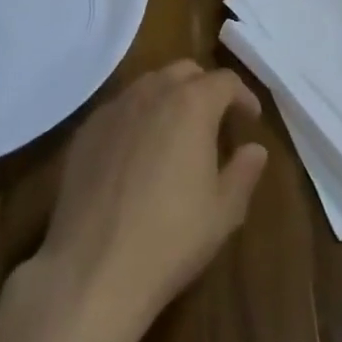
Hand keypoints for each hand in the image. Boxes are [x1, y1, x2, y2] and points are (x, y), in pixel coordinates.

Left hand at [31, 61, 266, 341]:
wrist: (93, 269)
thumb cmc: (170, 238)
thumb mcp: (223, 212)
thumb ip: (244, 172)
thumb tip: (255, 149)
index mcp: (192, 104)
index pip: (225, 81)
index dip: (242, 96)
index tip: (250, 119)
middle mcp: (152, 93)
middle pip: (184, 72)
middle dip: (204, 88)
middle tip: (215, 120)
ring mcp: (114, 109)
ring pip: (149, 85)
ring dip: (169, 98)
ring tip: (176, 132)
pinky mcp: (86, 130)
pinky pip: (119, 109)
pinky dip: (137, 117)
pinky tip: (137, 152)